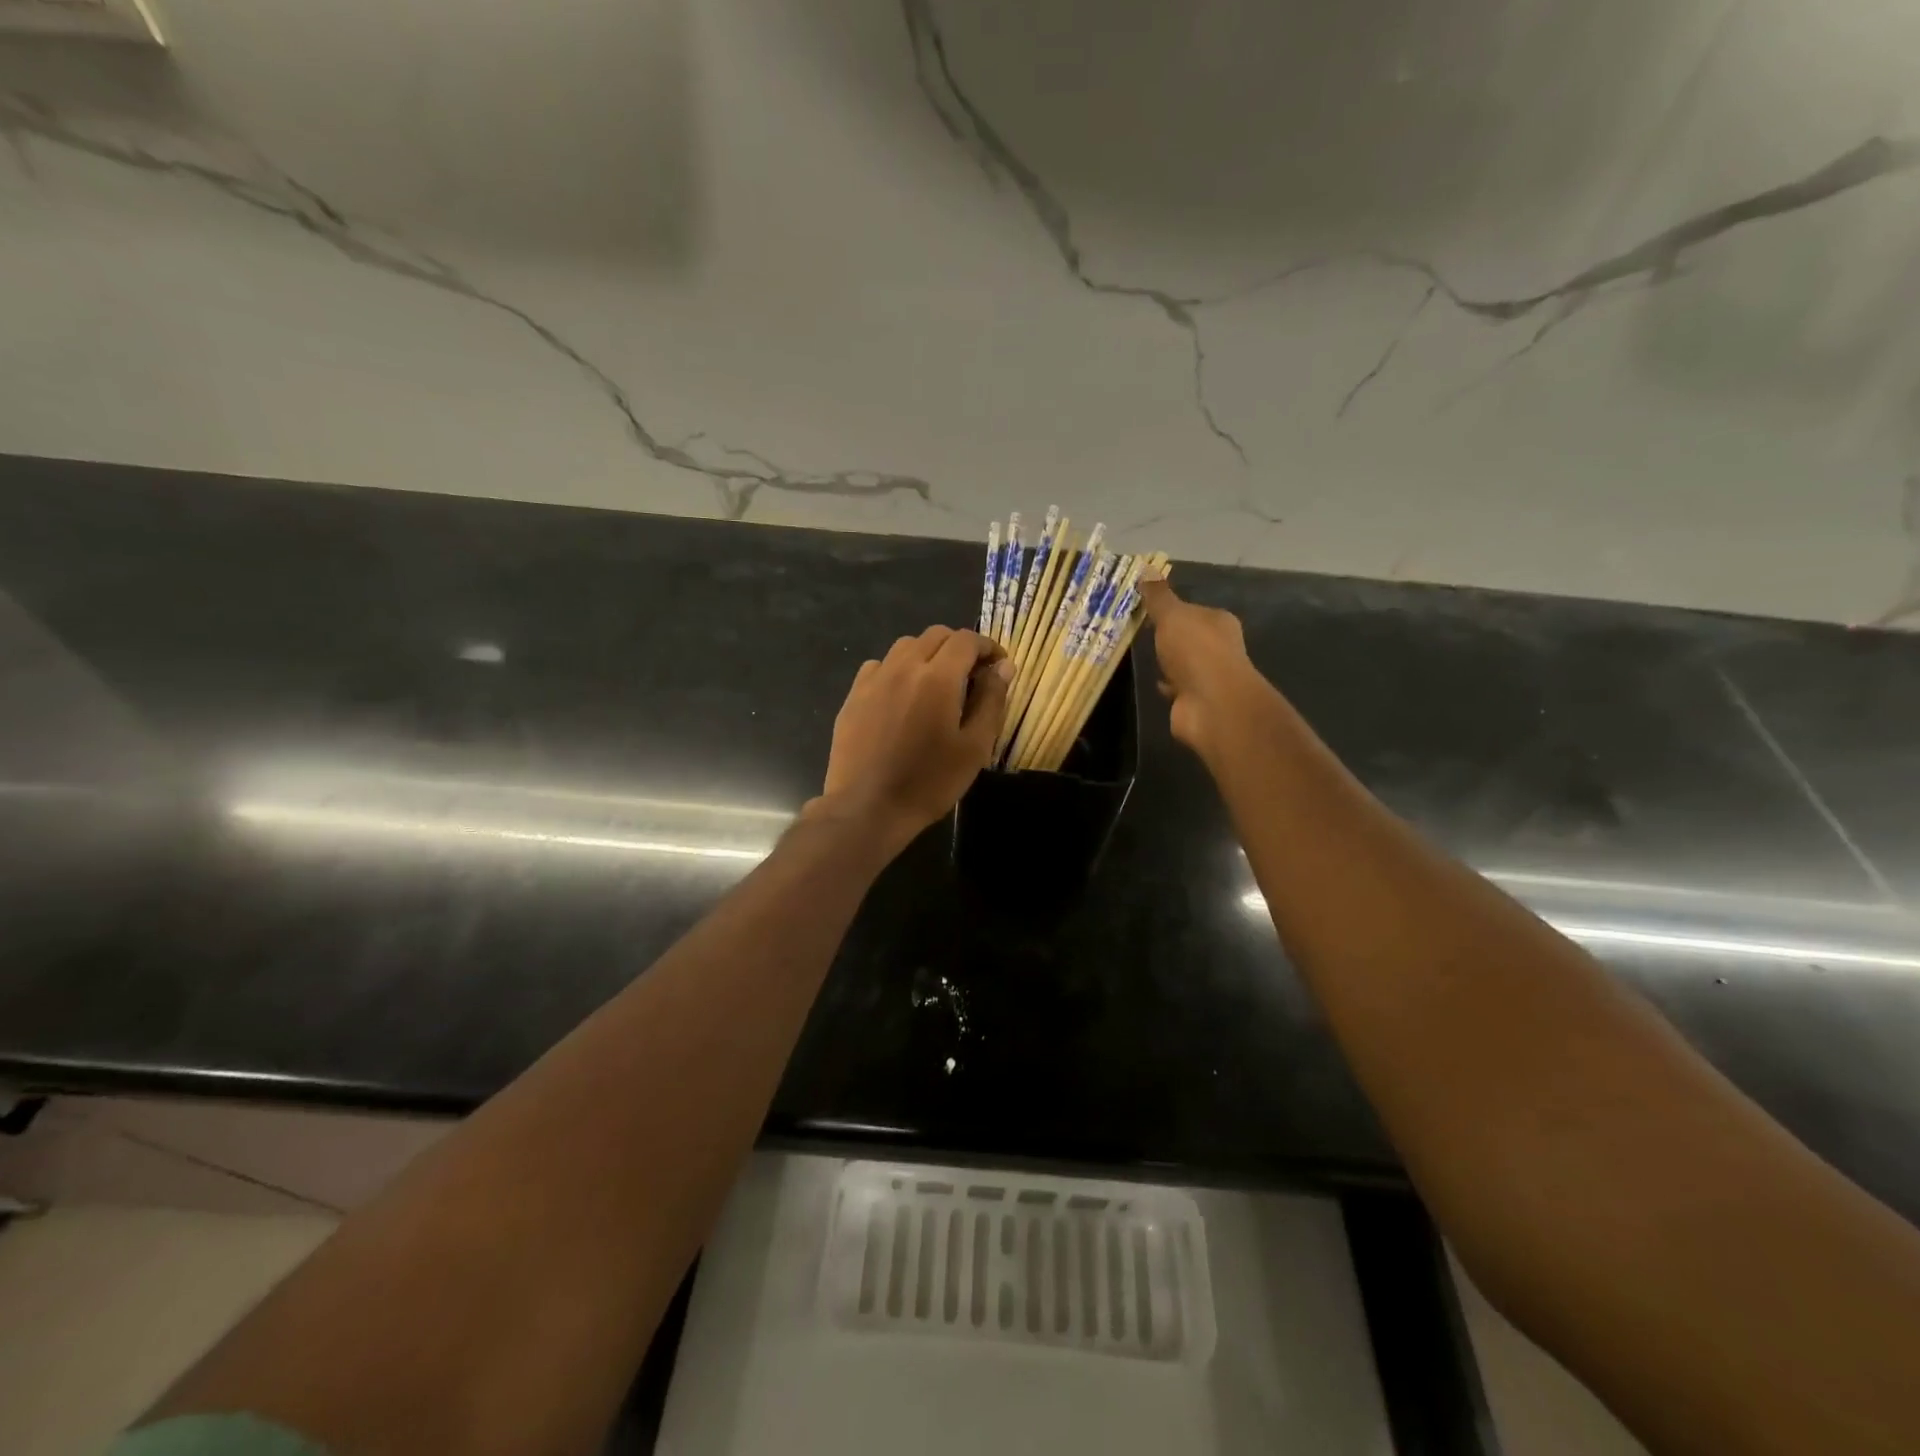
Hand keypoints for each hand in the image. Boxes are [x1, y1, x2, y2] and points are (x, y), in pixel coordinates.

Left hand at [813, 626, 1010, 846]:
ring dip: (928, 654)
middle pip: (935, 635)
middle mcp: (903, 667)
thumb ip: (991, 700)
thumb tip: (1004, 666)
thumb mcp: (974, 747)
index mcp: (937, 677)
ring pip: (905, 646)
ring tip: (938, 683)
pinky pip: (880, 666)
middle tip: (972, 675)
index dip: (988, 647)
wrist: (868, 808)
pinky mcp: (854, 695)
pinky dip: (898, 669)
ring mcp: (874, 679)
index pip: (966, 640)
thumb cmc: (929, 782)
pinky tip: (903, 696)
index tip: (998, 666)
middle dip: (959, 647)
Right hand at [1139, 577, 1280, 763]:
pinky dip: (1167, 685)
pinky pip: (1178, 688)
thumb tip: (1146, 566)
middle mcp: (1219, 648)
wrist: (1210, 703)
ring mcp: (1209, 676)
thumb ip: (1158, 596)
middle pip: (1189, 637)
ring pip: (1183, 664)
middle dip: (1170, 637)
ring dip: (1168, 662)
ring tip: (1142, 657)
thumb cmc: (1195, 651)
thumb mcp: (1172, 616)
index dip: (1172, 610)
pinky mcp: (1197, 700)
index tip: (1147, 609)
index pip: (1193, 610)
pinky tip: (1154, 682)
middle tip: (1140, 632)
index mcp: (1218, 622)